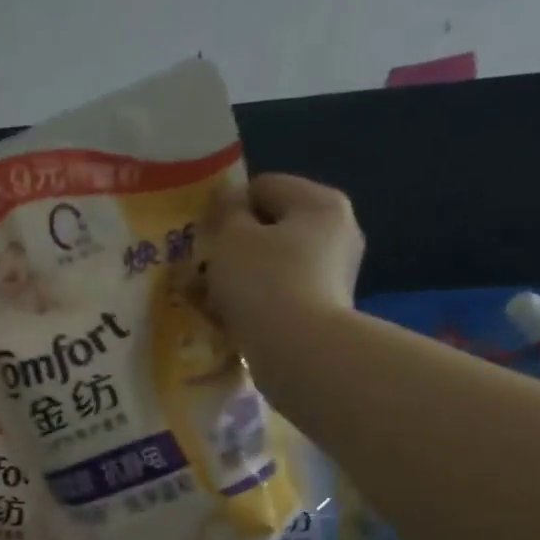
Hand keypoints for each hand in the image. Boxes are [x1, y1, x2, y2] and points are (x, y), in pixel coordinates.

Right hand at [197, 173, 363, 353]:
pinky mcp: (326, 312)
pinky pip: (281, 297)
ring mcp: (334, 276)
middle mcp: (337, 233)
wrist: (299, 353)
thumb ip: (226, 212)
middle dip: (234, 248)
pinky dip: (255, 304)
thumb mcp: (231, 239)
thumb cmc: (263, 283)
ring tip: (208, 302)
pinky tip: (229, 322)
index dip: (227, 207)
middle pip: (271, 229)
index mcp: (320, 204)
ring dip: (240, 279)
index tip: (203, 235)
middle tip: (202, 270)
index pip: (264, 187)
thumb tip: (228, 197)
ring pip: (273, 266)